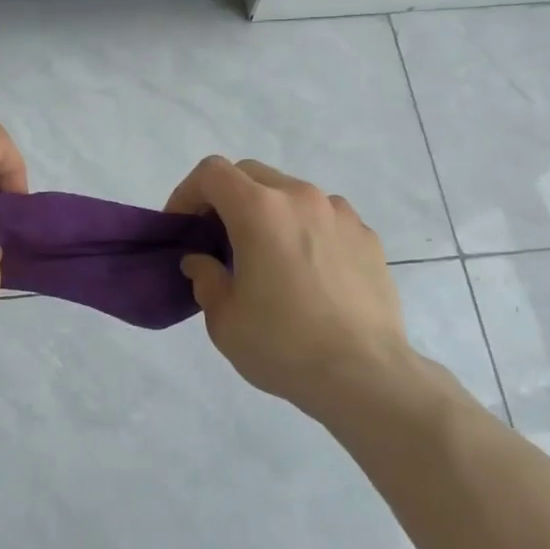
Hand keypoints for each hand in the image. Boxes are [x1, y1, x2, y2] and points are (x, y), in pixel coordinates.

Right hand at [165, 156, 429, 419]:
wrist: (366, 376)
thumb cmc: (284, 346)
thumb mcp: (224, 320)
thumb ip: (205, 279)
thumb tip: (202, 262)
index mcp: (260, 210)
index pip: (212, 172)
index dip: (187, 193)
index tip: (183, 227)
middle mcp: (301, 198)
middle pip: (251, 174)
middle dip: (226, 198)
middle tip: (217, 240)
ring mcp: (340, 214)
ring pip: (290, 193)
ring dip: (268, 212)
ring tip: (267, 257)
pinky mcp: (367, 236)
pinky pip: (324, 218)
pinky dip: (304, 230)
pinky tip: (308, 273)